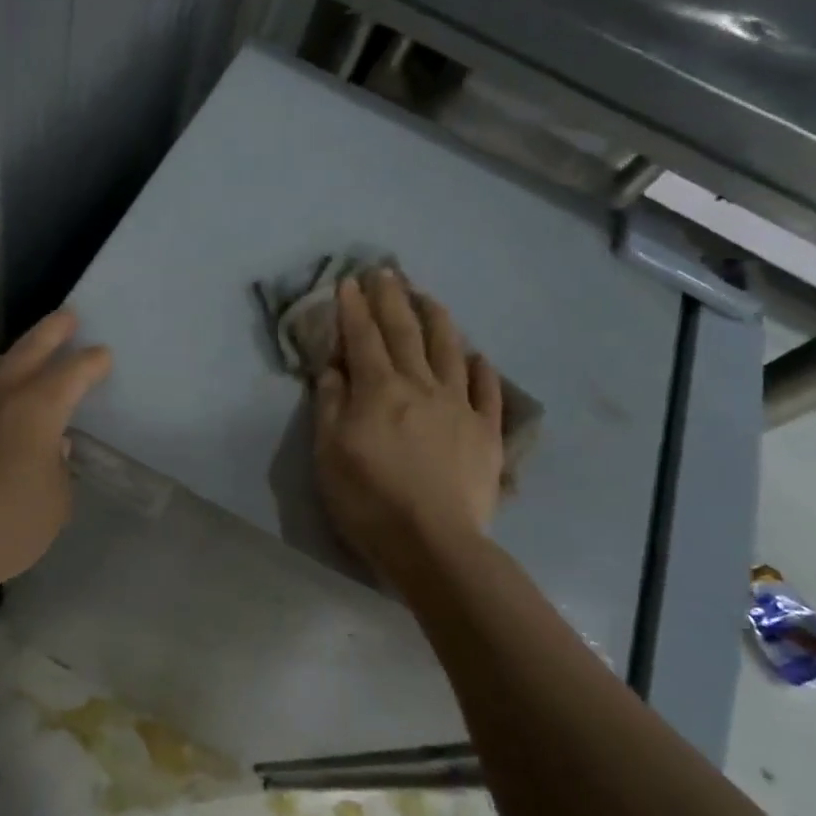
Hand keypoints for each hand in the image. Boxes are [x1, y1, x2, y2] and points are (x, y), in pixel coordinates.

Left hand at [0, 310, 110, 599]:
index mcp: (37, 407)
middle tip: (68, 316)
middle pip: (29, 348)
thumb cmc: (1, 526)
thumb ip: (59, 469)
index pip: (73, 371)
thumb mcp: (54, 505)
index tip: (103, 356)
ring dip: (15, 356)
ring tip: (26, 355)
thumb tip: (52, 448)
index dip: (92, 362)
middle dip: (53, 330)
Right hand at [314, 271, 504, 582]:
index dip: (354, 308)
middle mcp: (421, 385)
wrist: (433, 543)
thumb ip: (331, 404)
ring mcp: (459, 406)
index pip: (363, 337)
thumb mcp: (329, 452)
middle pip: (405, 332)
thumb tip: (334, 366)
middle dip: (392, 299)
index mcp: (379, 389)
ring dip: (437, 319)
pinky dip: (481, 369)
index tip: (349, 281)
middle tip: (386, 271)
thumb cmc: (369, 499)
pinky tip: (477, 356)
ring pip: (449, 350)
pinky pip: (487, 391)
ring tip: (428, 297)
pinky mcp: (487, 432)